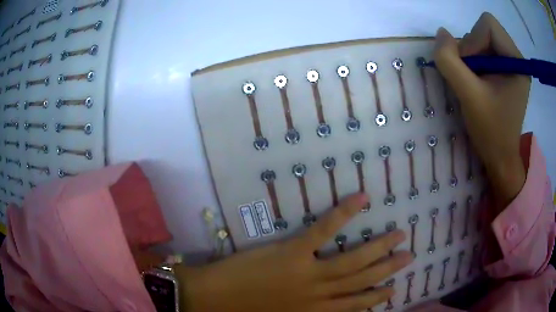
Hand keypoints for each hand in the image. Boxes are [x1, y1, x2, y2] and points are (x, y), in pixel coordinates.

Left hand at [179, 193, 412, 311]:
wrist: (214, 299)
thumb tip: (330, 307)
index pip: (356, 306)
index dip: (377, 298)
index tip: (394, 289)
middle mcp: (319, 295)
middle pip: (362, 281)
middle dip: (388, 270)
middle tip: (409, 256)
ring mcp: (308, 273)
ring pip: (353, 260)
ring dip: (379, 248)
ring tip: (400, 235)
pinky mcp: (292, 252)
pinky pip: (323, 231)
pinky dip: (343, 214)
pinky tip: (362, 199)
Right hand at [433, 12, 528, 206]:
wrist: (500, 157)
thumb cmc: (491, 132)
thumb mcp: (468, 96)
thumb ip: (450, 61)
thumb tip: (441, 33)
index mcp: (517, 62)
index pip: (489, 25)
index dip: (474, 39)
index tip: (470, 67)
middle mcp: (516, 58)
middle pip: (485, 30)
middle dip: (471, 49)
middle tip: (470, 77)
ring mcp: (510, 64)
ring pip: (482, 39)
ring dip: (471, 57)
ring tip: (474, 82)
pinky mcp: (504, 71)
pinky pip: (483, 51)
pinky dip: (473, 62)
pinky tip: (476, 82)